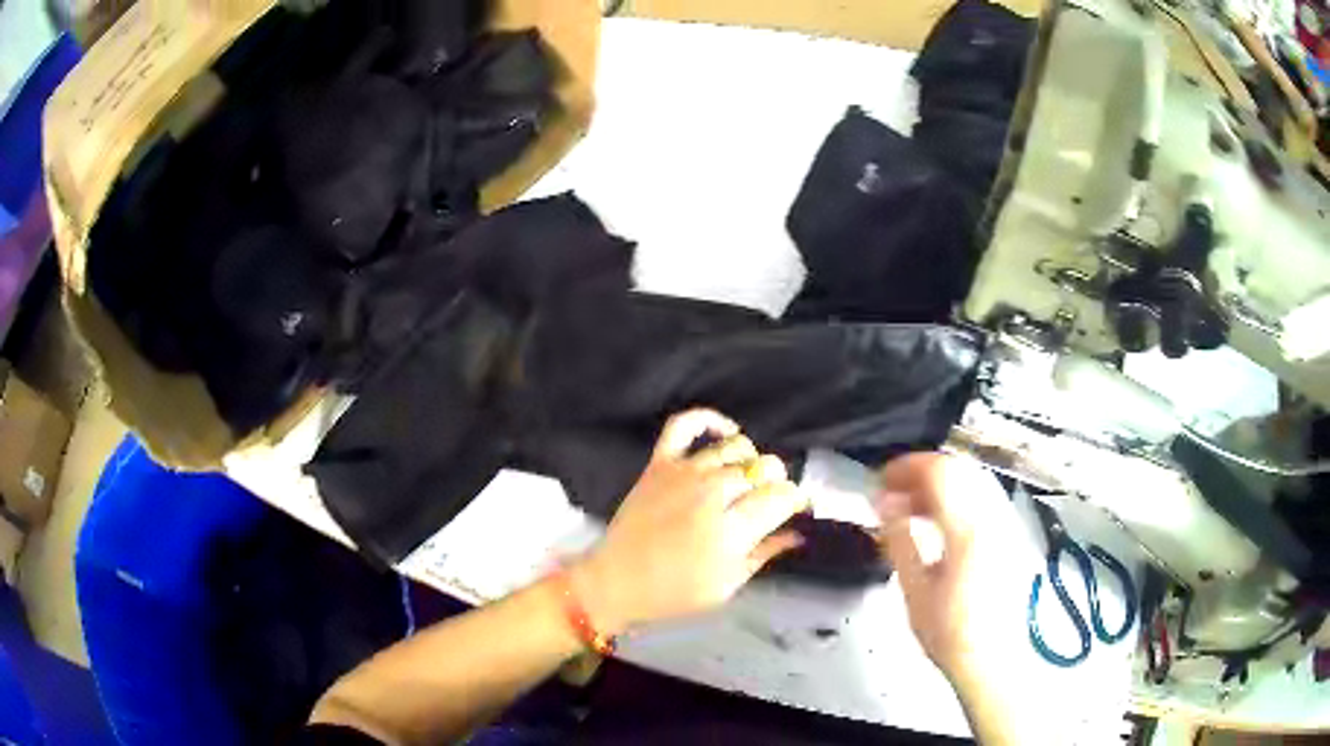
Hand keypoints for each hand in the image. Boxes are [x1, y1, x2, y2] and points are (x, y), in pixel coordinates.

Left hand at [571, 409, 810, 634]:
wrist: (616, 581)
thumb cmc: (674, 593)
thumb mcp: (727, 586)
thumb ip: (764, 554)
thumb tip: (797, 533)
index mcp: (731, 530)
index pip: (782, 497)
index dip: (796, 501)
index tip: (795, 509)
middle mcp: (712, 493)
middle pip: (765, 468)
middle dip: (777, 483)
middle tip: (769, 501)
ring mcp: (684, 472)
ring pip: (736, 446)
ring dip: (750, 460)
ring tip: (746, 480)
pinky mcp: (660, 463)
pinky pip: (685, 425)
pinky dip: (709, 419)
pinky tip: (727, 432)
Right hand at [875, 453, 1037, 690]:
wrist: (990, 658)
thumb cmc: (948, 632)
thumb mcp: (914, 590)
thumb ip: (899, 540)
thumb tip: (884, 503)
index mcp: (968, 530)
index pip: (940, 473)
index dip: (907, 467)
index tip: (881, 480)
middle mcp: (993, 517)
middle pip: (959, 469)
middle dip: (921, 472)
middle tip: (892, 493)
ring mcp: (1006, 523)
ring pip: (972, 480)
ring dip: (939, 483)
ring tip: (910, 507)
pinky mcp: (1009, 533)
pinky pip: (981, 497)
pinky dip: (956, 496)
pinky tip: (937, 521)